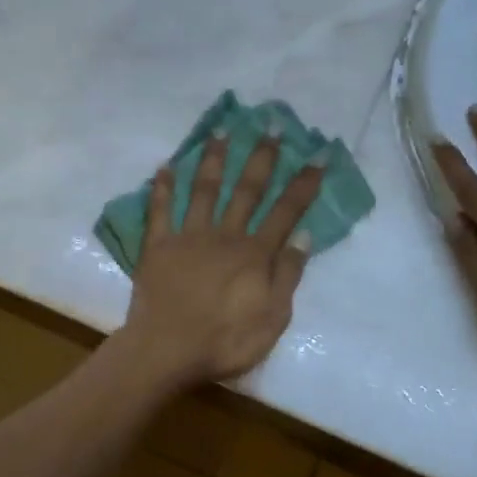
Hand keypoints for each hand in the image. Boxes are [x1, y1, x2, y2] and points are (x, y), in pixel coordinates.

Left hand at [121, 133, 324, 388]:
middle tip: (269, 125)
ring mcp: (188, 237)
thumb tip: (305, 235)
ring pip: (203, 190)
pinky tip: (164, 167)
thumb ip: (288, 274)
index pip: (286, 212)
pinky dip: (162, 188)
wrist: (167, 351)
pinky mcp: (158, 247)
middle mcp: (224, 235)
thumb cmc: (225, 341)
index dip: (304, 184)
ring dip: (213, 160)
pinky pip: (159, 211)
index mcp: (254, 254)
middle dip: (261, 158)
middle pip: (246, 190)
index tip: (318, 156)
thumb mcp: (273, 317)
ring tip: (219, 131)